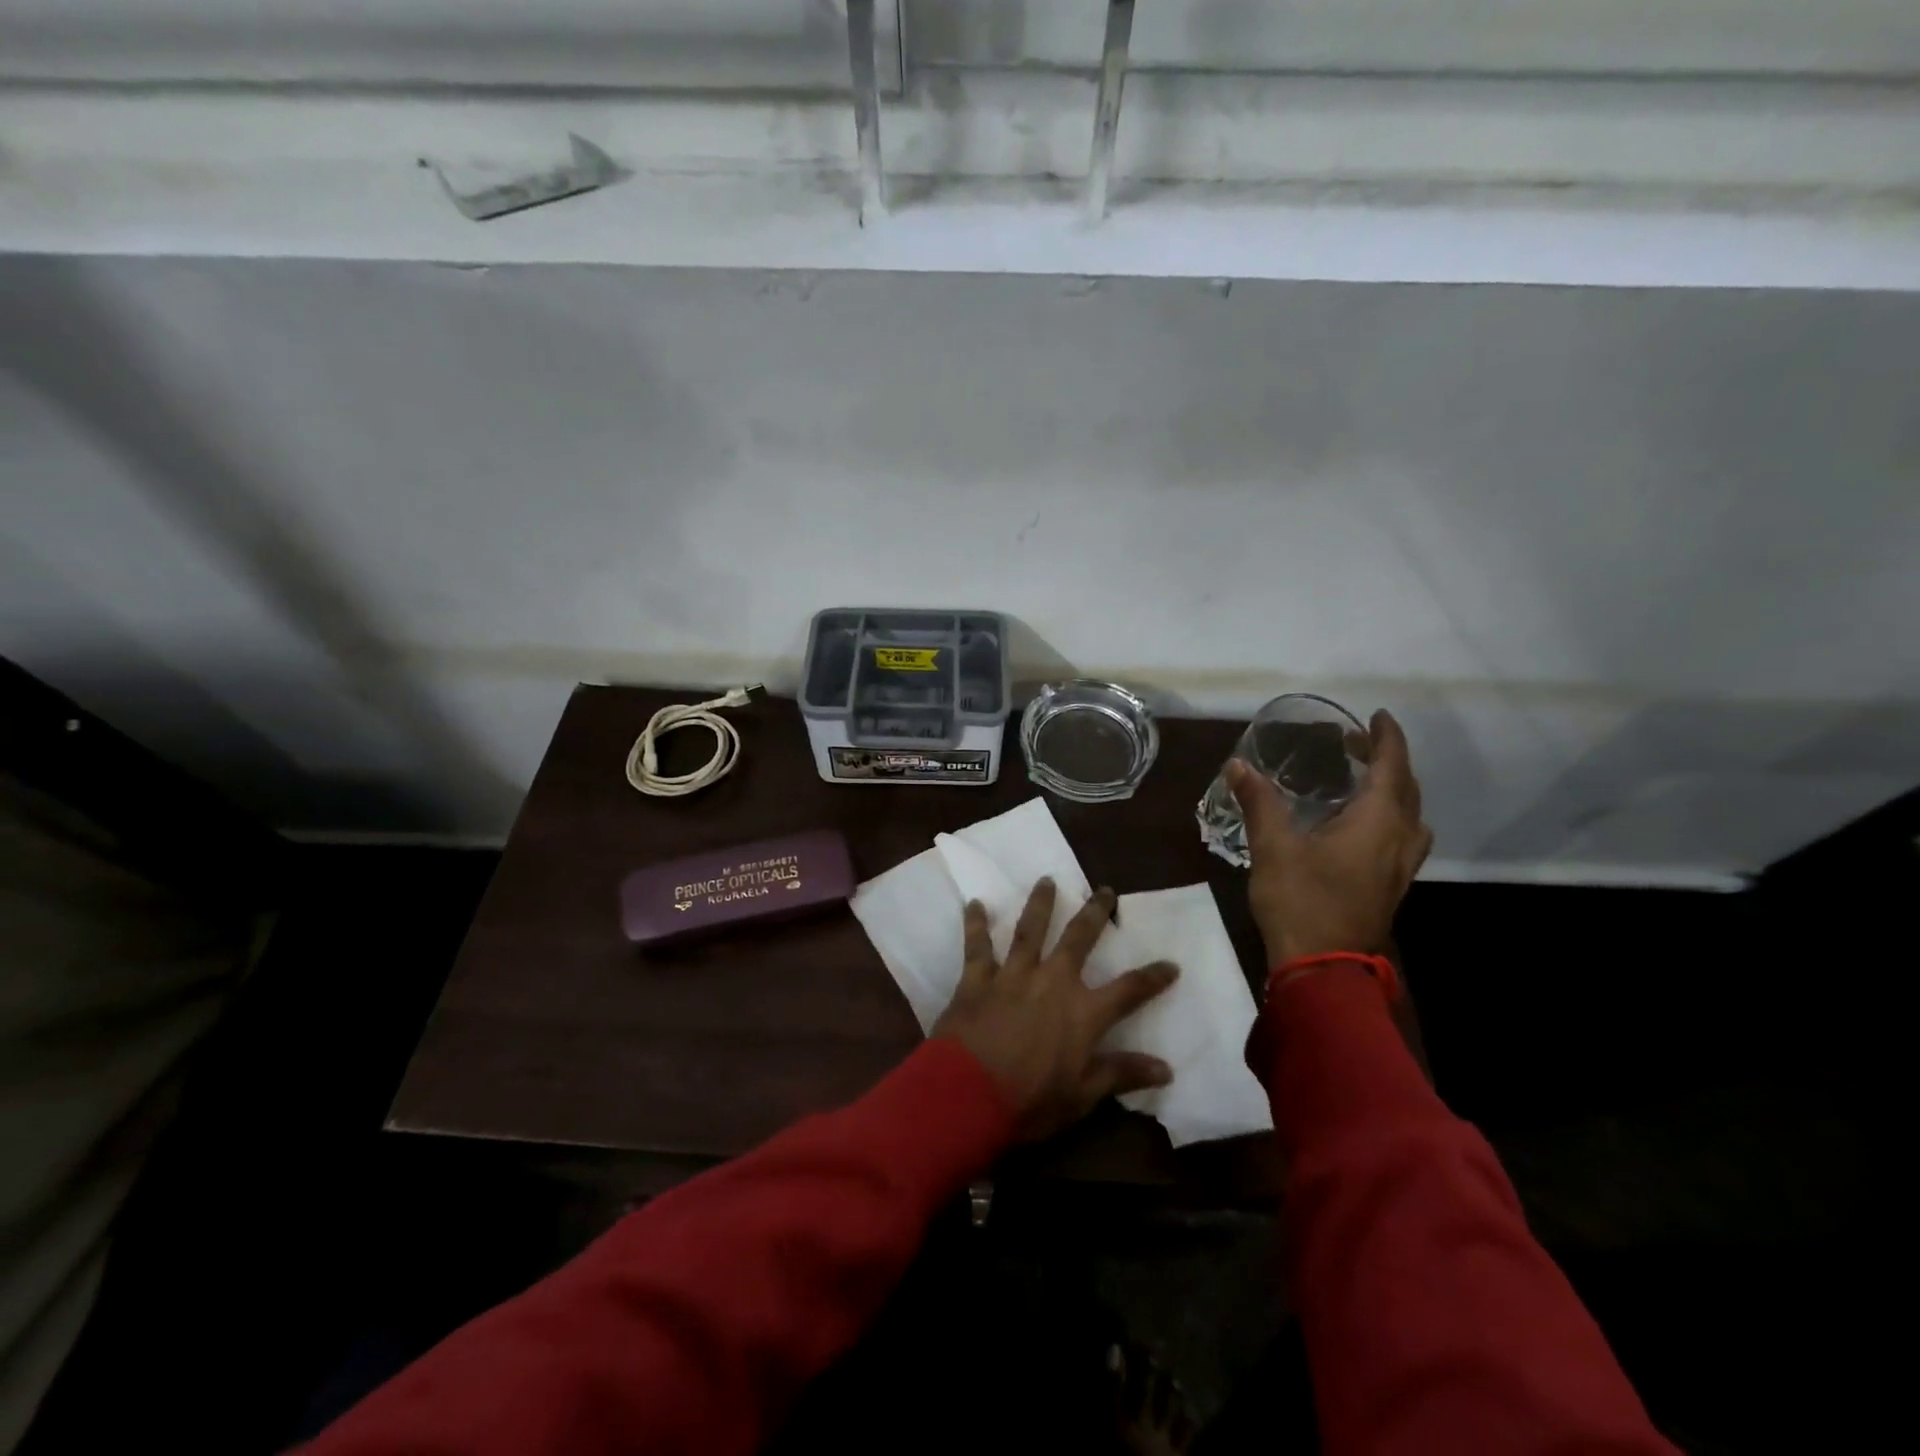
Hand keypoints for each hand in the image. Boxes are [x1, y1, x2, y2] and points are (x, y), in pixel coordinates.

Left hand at [932, 879, 1178, 1141]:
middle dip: (1095, 913)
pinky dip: (975, 924)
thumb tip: (1166, 1067)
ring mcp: (1013, 975)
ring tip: (1047, 880)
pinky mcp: (977, 978)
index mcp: (1083, 1012)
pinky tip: (974, 903)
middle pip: (1079, 939)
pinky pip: (977, 945)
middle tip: (1105, 890)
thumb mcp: (1082, 1096)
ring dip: (1040, 904)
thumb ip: (1121, 1074)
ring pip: (1029, 930)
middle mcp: (1052, 981)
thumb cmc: (1030, 1101)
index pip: (1129, 990)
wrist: (968, 1093)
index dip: (1152, 977)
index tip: (1171, 964)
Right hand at [1228, 709, 1432, 966]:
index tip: (1377, 716)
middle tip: (1355, 745)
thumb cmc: (1301, 900)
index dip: (1386, 738)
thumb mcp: (1273, 847)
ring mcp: (1399, 867)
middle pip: (1406, 788)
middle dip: (1386, 760)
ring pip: (1409, 816)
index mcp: (1377, 821)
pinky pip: (1401, 837)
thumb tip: (1239, 765)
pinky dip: (1389, 816)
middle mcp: (1399, 839)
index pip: (1391, 766)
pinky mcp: (1390, 887)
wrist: (1322, 966)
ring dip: (1393, 790)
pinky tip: (1359, 827)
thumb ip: (1260, 802)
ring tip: (1362, 782)